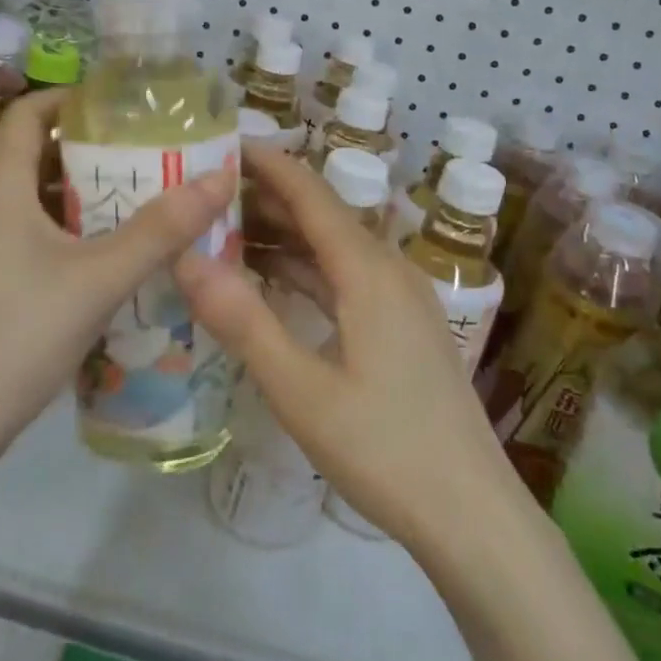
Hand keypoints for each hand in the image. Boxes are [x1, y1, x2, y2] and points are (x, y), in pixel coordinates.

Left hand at [0, 89, 234, 475]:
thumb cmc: (12, 339)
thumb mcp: (97, 282)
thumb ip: (160, 231)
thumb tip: (220, 177)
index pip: (29, 114)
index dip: (73, 100)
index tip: (123, 107)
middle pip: (34, 159)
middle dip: (91, 155)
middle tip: (148, 162)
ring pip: (28, 207)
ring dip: (79, 202)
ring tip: (134, 212)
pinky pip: (19, 243)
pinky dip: (59, 240)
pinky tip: (96, 272)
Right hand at [176, 146, 523, 556]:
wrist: (473, 515)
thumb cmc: (385, 450)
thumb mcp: (301, 390)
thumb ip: (243, 321)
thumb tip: (186, 258)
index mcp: (368, 271)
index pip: (310, 194)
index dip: (267, 163)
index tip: (220, 144)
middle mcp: (389, 270)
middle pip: (322, 216)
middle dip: (266, 199)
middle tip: (205, 193)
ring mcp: (401, 299)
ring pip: (334, 249)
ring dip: (283, 237)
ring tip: (225, 231)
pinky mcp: (403, 327)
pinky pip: (346, 279)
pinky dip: (305, 271)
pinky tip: (272, 282)